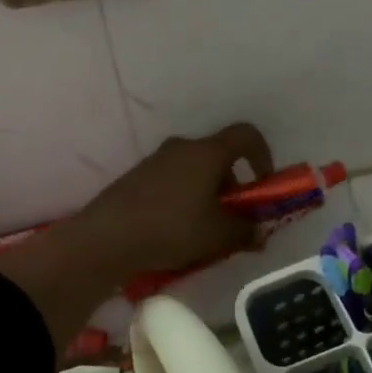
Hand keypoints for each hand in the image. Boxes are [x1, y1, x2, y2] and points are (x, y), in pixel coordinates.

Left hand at [0, 123, 273, 349]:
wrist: (107, 237)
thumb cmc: (172, 229)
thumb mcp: (218, 236)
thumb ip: (246, 231)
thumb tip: (258, 232)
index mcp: (207, 152)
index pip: (246, 135)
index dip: (263, 155)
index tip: (264, 184)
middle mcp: (182, 147)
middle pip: (219, 157)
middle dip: (233, 185)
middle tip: (234, 219)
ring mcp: (156, 160)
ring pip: (194, 171)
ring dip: (208, 195)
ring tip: (205, 233)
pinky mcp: (137, 177)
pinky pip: (172, 181)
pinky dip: (184, 200)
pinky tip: (177, 232)